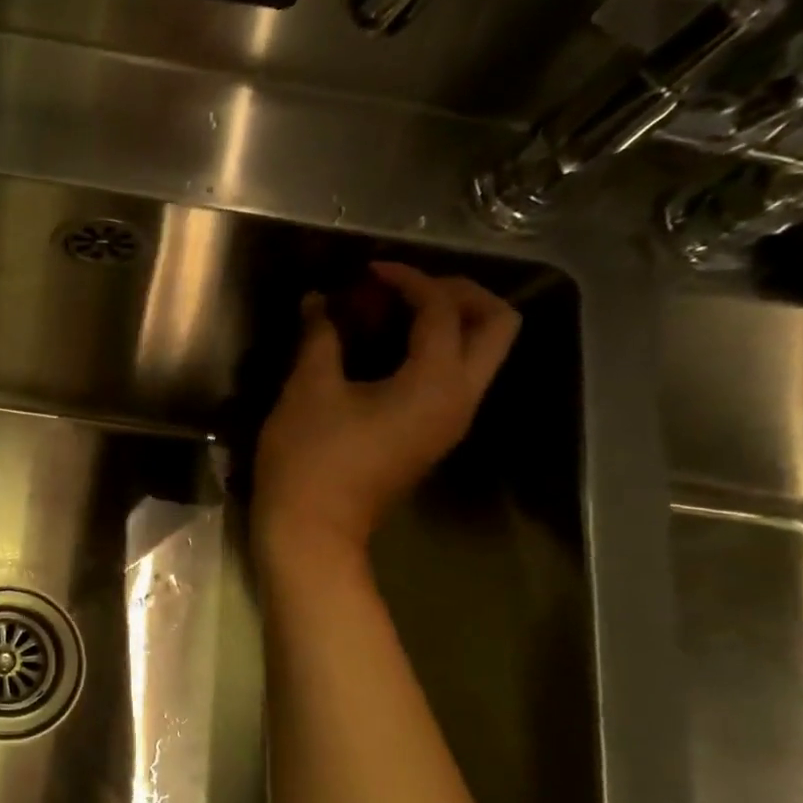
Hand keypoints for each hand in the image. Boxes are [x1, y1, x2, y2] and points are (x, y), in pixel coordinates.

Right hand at [254, 262, 519, 573]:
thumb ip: (319, 336)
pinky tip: (384, 351)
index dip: (406, 279)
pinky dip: (432, 352)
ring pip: (480, 354)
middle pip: (495, 325)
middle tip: (405, 288)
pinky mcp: (431, 438)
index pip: (441, 309)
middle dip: (456, 294)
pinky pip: (453, 379)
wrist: (311, 531)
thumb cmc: (308, 459)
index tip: (367, 271)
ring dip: (447, 323)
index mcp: (436, 382)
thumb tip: (318, 302)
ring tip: (391, 315)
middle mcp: (459, 399)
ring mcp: (450, 422)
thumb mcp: (308, 390)